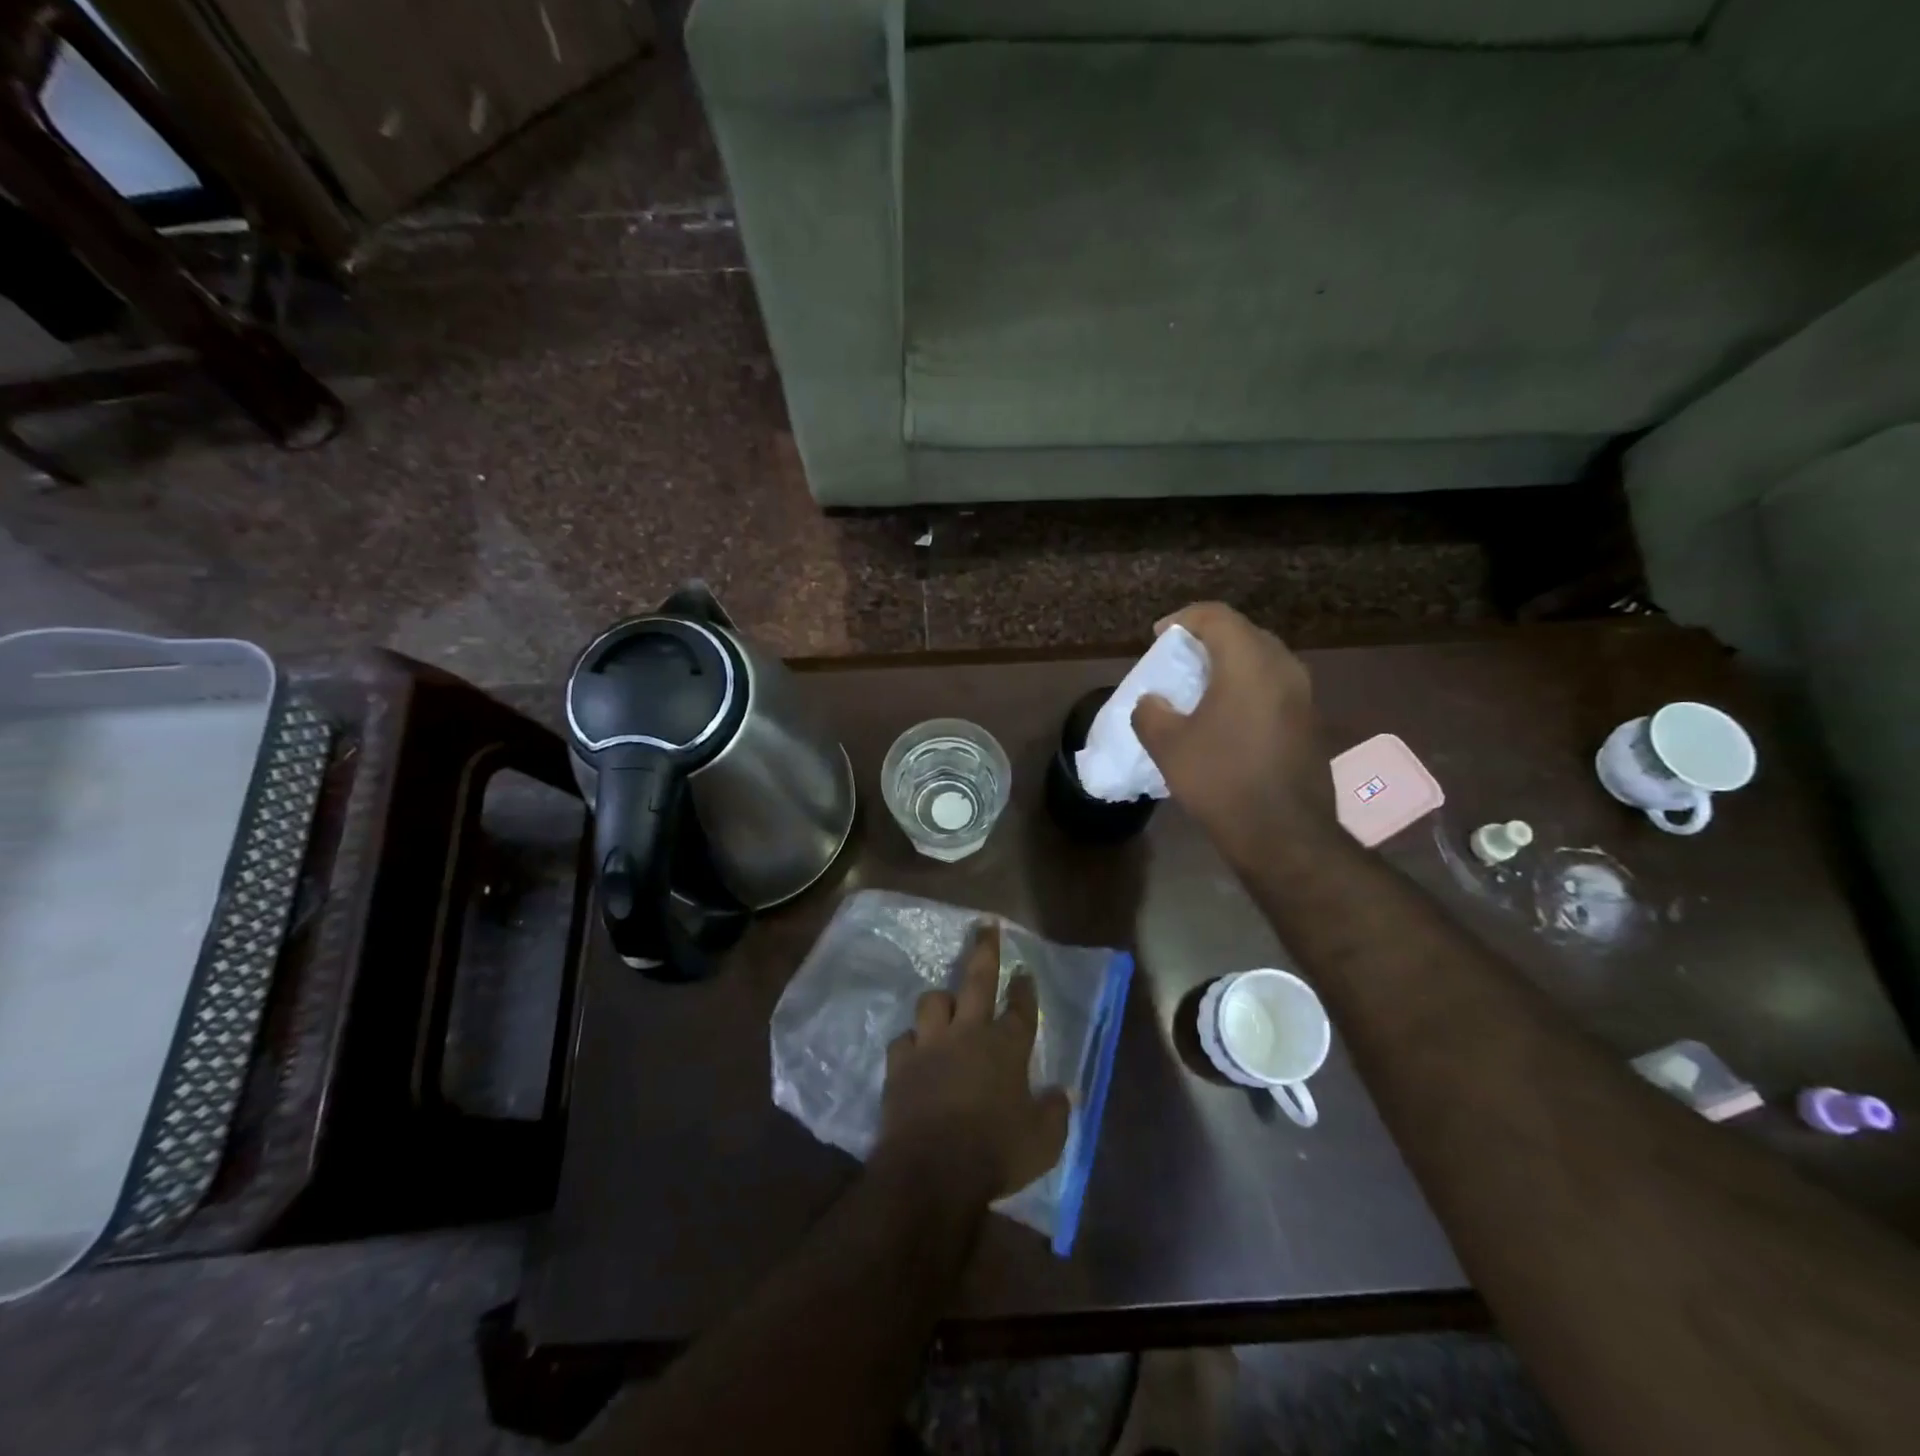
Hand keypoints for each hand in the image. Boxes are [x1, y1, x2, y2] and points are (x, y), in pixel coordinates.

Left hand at [879, 923, 1070, 1203]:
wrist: (932, 1169)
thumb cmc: (996, 1153)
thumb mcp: (1044, 1141)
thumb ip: (1055, 1112)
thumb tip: (1063, 1094)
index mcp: (1006, 1047)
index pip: (1019, 1007)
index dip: (1023, 987)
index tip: (1023, 971)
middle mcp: (969, 1034)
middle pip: (977, 980)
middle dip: (984, 950)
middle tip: (986, 927)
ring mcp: (931, 1045)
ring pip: (933, 1002)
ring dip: (941, 1001)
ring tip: (945, 1004)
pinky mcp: (900, 1064)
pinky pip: (903, 1040)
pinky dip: (911, 1043)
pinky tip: (914, 1050)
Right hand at [1131, 601, 1335, 867]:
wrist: (1284, 833)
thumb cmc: (1221, 779)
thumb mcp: (1168, 746)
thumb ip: (1150, 713)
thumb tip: (1153, 703)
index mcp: (1248, 663)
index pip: (1217, 616)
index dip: (1184, 618)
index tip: (1159, 636)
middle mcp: (1282, 668)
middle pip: (1245, 633)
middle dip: (1209, 638)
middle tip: (1180, 657)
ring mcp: (1303, 695)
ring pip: (1263, 659)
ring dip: (1230, 664)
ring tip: (1202, 685)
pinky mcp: (1310, 721)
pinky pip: (1275, 686)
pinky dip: (1248, 686)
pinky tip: (1228, 715)